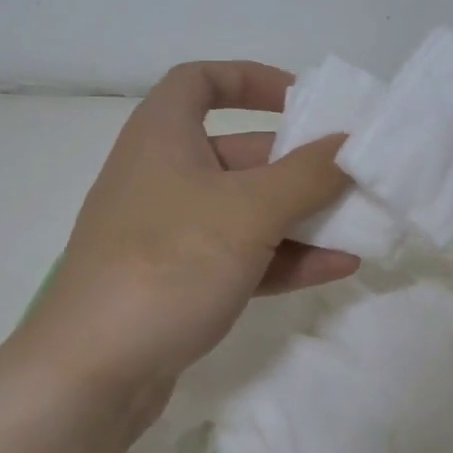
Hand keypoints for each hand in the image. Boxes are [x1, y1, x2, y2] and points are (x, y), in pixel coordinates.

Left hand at [19, 61, 357, 419]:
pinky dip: (283, 257)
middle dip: (297, 165)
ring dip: (299, 217)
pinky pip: (240, 256)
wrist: (93, 372)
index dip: (250, 79)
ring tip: (359, 226)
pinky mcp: (177, 282)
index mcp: (163, 136)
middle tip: (350, 176)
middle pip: (238, 153)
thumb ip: (307, 174)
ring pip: (244, 211)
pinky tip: (336, 267)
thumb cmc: (169, 263)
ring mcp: (168, 233)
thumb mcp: (249, 211)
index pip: (200, 81)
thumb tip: (351, 143)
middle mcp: (162, 176)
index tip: (299, 100)